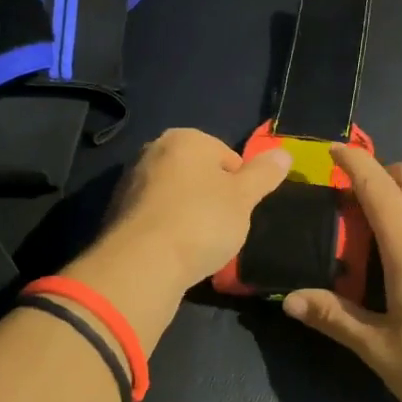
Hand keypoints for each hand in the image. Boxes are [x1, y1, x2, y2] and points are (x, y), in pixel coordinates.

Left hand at [94, 128, 292, 294]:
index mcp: (185, 138)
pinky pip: (155, 215)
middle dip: (212, 197)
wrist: (143, 263)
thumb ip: (264, 174)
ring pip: (175, 195)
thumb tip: (284, 153)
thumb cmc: (202, 221)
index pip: (227, 157)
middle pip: (198, 174)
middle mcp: (153, 150)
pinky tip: (174, 250)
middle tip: (222, 228)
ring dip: (189, 213)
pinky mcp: (117, 211)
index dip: (240, 186)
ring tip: (198, 243)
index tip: (240, 212)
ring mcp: (131, 180)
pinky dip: (167, 228)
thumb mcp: (244, 198)